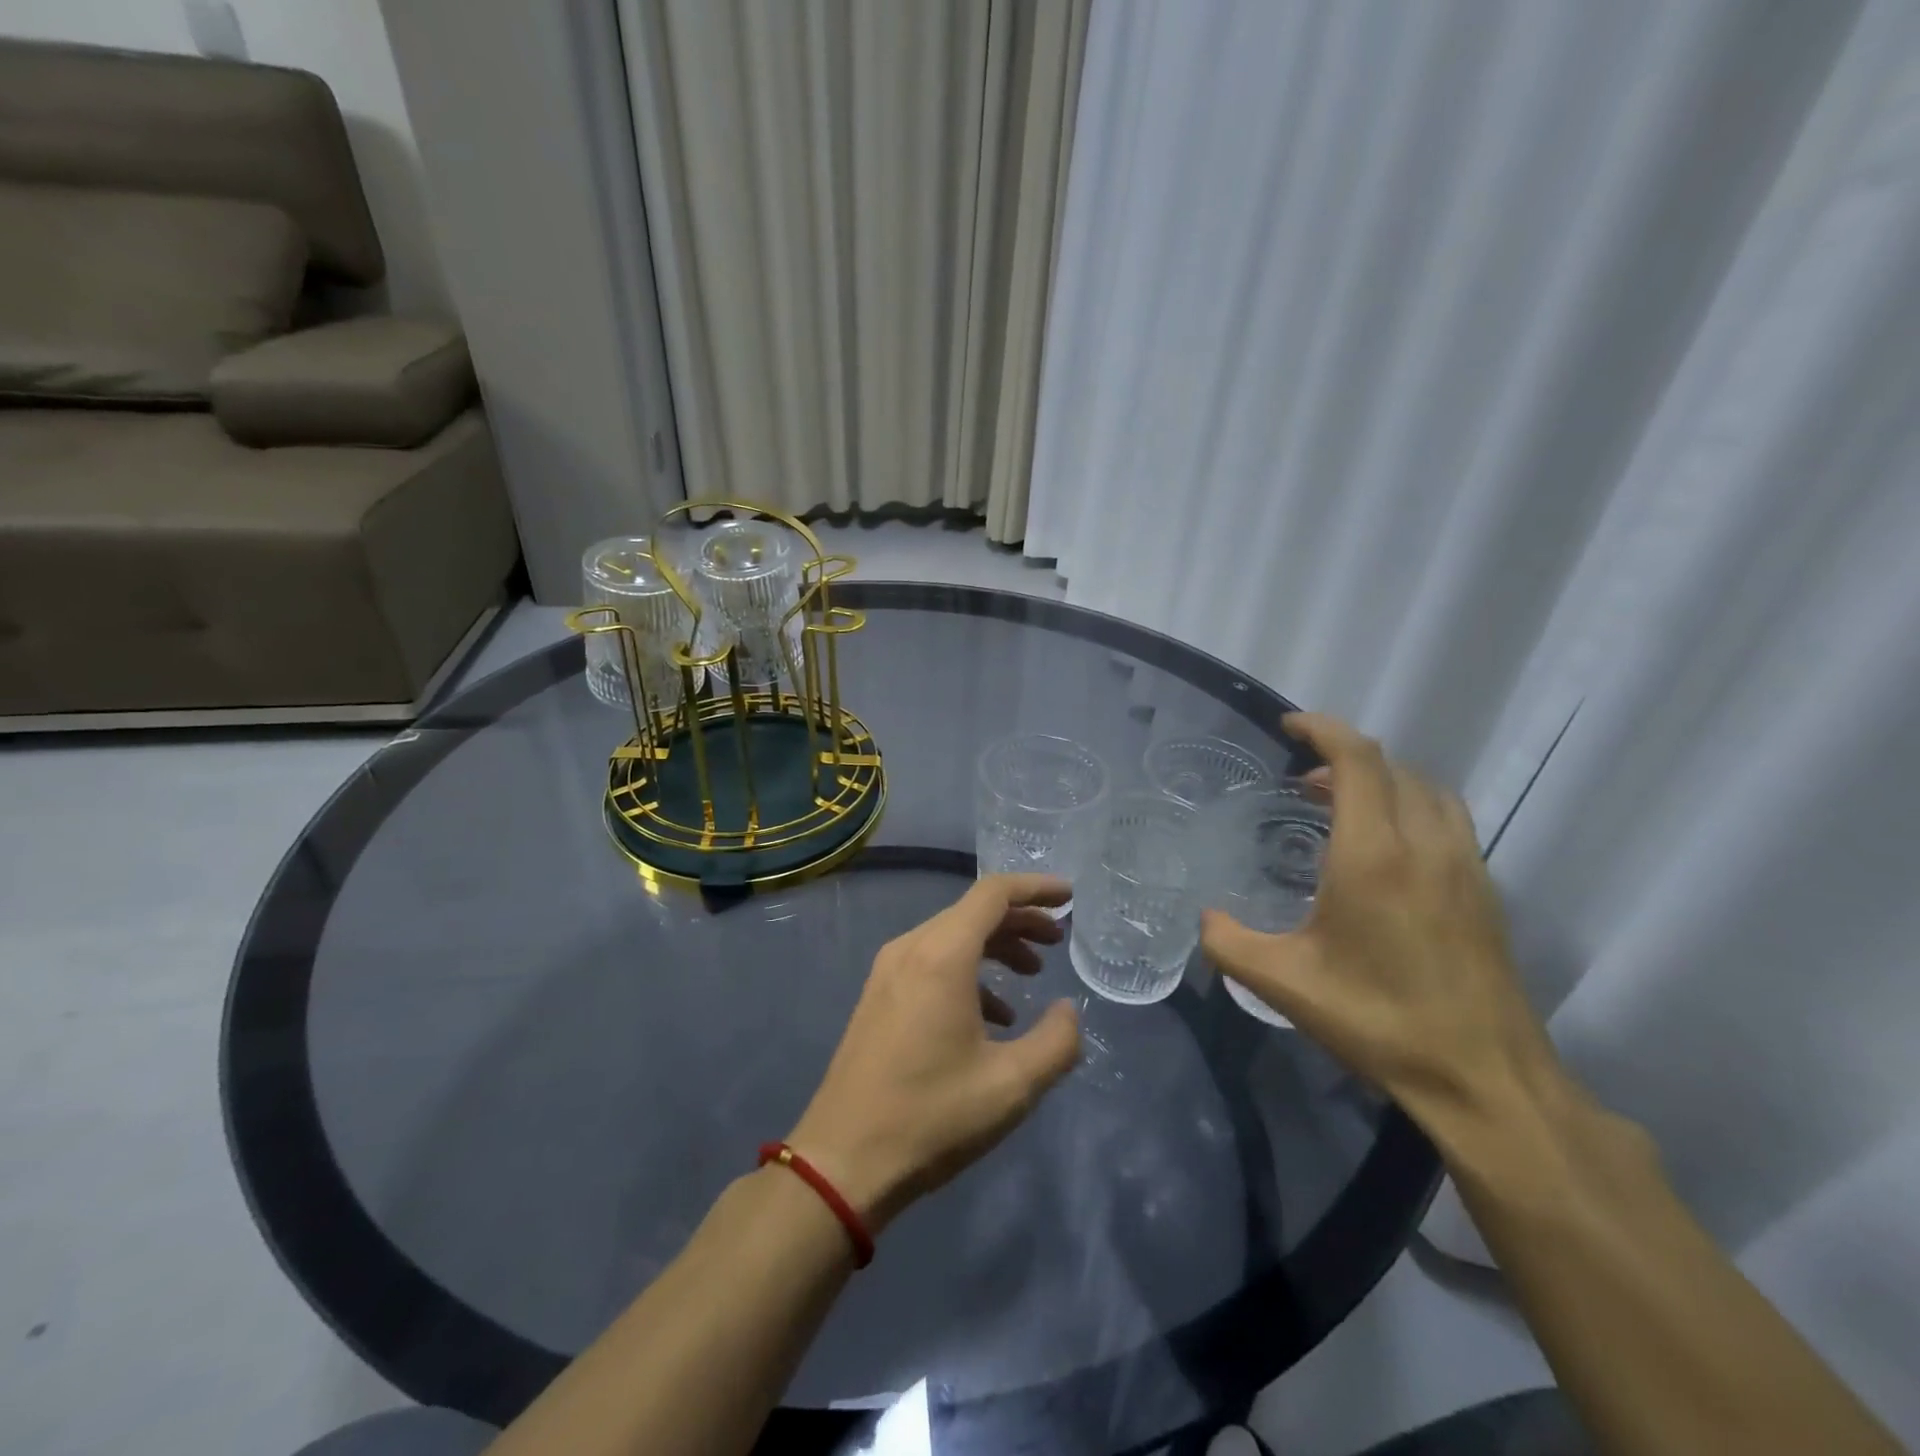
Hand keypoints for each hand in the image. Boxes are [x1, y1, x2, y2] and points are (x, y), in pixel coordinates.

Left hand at [789, 874, 1081, 1231]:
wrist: (842, 1160)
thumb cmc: (932, 1116)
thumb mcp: (1012, 1085)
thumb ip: (1057, 1042)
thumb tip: (1069, 1011)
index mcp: (942, 955)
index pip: (993, 894)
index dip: (1036, 888)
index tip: (1070, 897)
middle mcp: (911, 949)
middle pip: (973, 912)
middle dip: (1020, 921)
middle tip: (1058, 942)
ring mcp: (888, 971)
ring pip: (952, 936)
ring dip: (995, 947)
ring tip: (1032, 976)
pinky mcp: (878, 996)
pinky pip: (931, 962)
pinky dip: (968, 972)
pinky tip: (992, 1016)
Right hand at [1201, 713, 1557, 1117]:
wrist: (1485, 1079)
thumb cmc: (1378, 1021)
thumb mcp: (1283, 984)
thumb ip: (1228, 942)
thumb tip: (1207, 918)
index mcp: (1373, 855)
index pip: (1358, 760)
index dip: (1323, 729)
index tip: (1289, 727)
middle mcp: (1425, 845)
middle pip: (1392, 767)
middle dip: (1344, 758)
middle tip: (1303, 783)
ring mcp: (1464, 865)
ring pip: (1426, 790)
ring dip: (1383, 781)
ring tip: (1344, 808)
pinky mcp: (1484, 890)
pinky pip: (1446, 820)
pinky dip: (1411, 808)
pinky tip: (1385, 853)